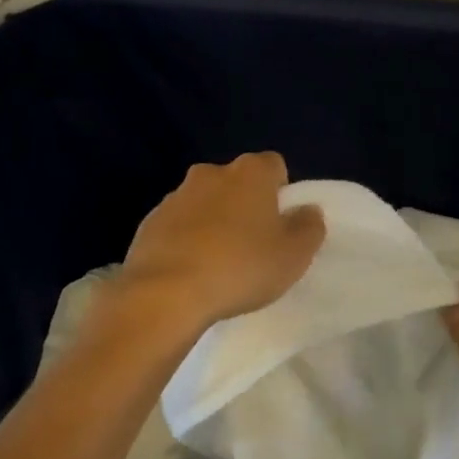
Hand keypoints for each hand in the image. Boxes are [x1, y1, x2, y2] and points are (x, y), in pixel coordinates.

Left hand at [117, 152, 326, 330]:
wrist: (166, 293)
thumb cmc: (240, 267)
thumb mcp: (293, 255)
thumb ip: (309, 227)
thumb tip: (308, 210)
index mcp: (250, 173)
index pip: (274, 166)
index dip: (281, 192)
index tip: (280, 224)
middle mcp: (211, 173)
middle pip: (237, 183)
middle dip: (245, 205)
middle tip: (253, 244)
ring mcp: (175, 196)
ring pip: (205, 202)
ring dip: (213, 222)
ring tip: (219, 263)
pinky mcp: (149, 222)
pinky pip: (178, 225)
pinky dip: (186, 240)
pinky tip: (191, 272)